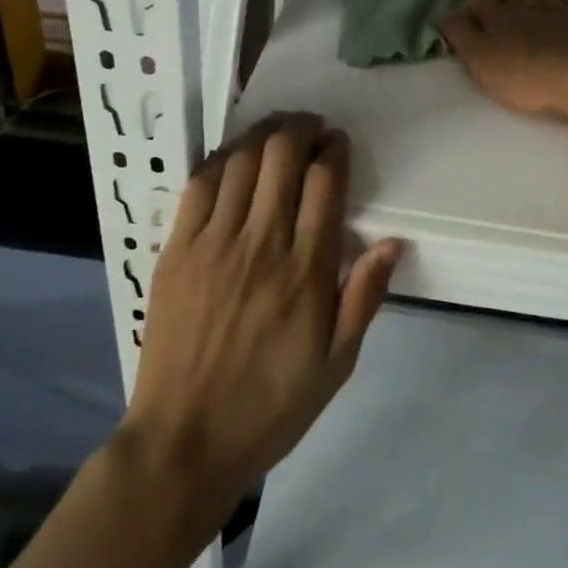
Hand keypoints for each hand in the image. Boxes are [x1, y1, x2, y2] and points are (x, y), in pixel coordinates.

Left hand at [122, 114, 399, 502]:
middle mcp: (261, 244)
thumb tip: (391, 241)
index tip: (338, 142)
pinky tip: (234, 156)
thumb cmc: (270, 405)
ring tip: (277, 129)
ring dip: (264, 134)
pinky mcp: (176, 250)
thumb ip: (364, 297)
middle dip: (301, 128)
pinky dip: (222, 159)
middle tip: (310, 126)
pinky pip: (200, 185)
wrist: (184, 441)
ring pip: (242, 161)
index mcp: (306, 271)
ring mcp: (213, 243)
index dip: (334, 150)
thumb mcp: (337, 364)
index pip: (324, 182)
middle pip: (282, 156)